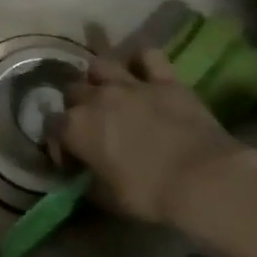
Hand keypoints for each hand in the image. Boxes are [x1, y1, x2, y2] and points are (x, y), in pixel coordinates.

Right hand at [53, 49, 243, 225]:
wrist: (204, 180)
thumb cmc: (151, 196)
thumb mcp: (110, 199)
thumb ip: (89, 183)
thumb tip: (83, 179)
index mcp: (76, 128)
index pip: (52, 126)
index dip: (59, 143)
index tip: (73, 159)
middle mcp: (97, 98)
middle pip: (73, 91)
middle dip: (77, 107)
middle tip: (92, 127)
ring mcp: (130, 84)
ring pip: (100, 65)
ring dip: (100, 78)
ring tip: (110, 93)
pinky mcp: (164, 79)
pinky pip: (147, 56)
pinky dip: (142, 62)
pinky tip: (143, 73)